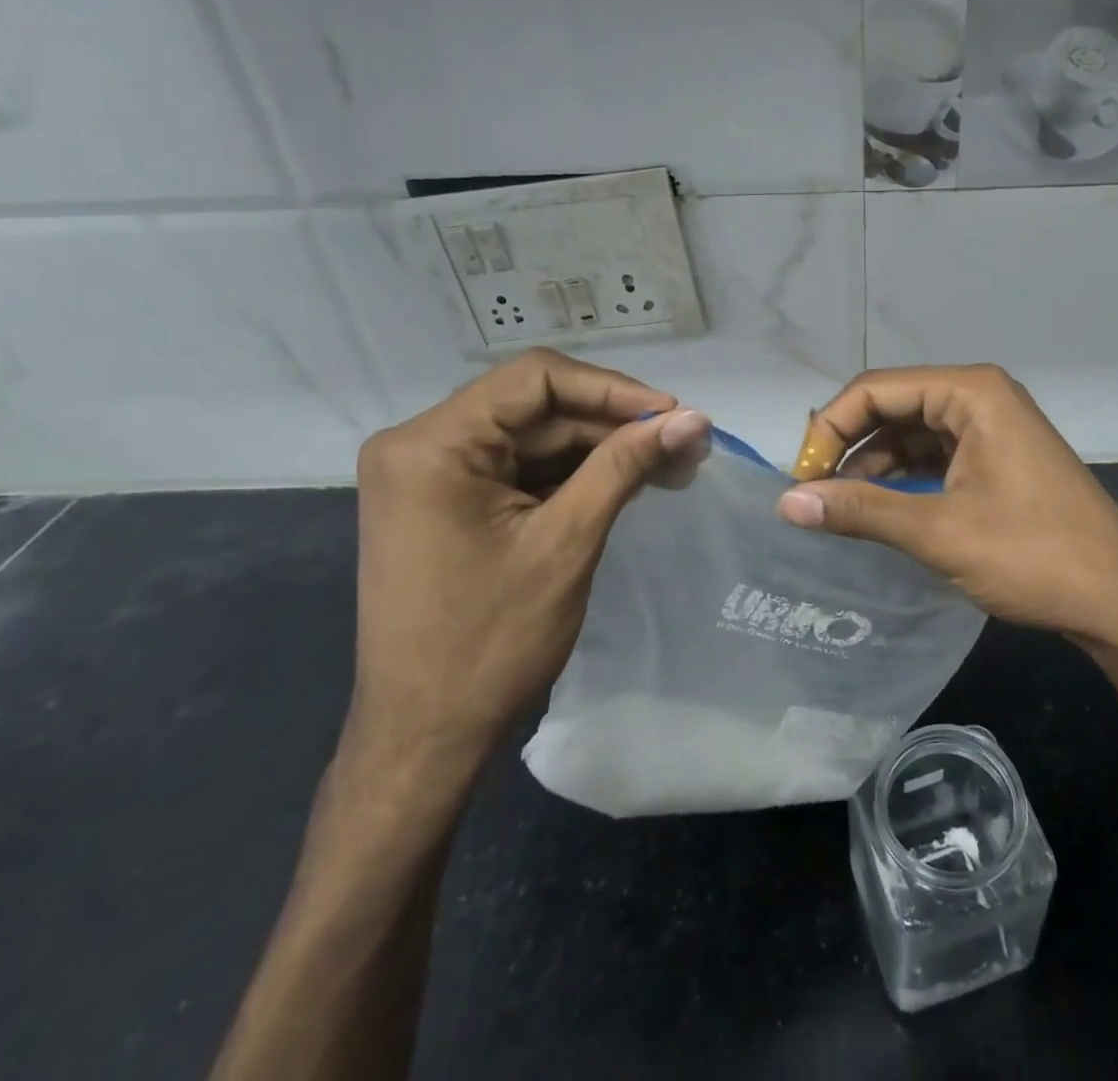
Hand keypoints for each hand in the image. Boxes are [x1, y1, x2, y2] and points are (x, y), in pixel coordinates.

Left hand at [349, 349, 710, 776]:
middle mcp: (422, 445)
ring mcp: (433, 475)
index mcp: (432, 445)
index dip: (613, 390)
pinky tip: (629, 484)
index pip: (535, 379)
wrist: (425, 738)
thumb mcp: (567, 542)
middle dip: (615, 425)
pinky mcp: (449, 502)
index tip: (674, 415)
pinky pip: (522, 469)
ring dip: (603, 451)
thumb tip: (695, 417)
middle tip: (686, 445)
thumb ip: (626, 465)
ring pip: (536, 438)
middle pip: (537, 408)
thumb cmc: (491, 642)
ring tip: (673, 466)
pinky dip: (575, 476)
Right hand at [777, 365, 1117, 645]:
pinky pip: (935, 455)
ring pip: (911, 433)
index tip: (801, 479)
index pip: (875, 390)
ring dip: (872, 465)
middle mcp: (980, 396)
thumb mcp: (938, 531)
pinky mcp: (997, 458)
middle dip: (848, 446)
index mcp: (971, 392)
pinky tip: (878, 508)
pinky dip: (902, 478)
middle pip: (892, 406)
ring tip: (838, 506)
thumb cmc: (1033, 556)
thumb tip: (786, 503)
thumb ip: (859, 510)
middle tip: (812, 492)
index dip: (829, 429)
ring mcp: (992, 427)